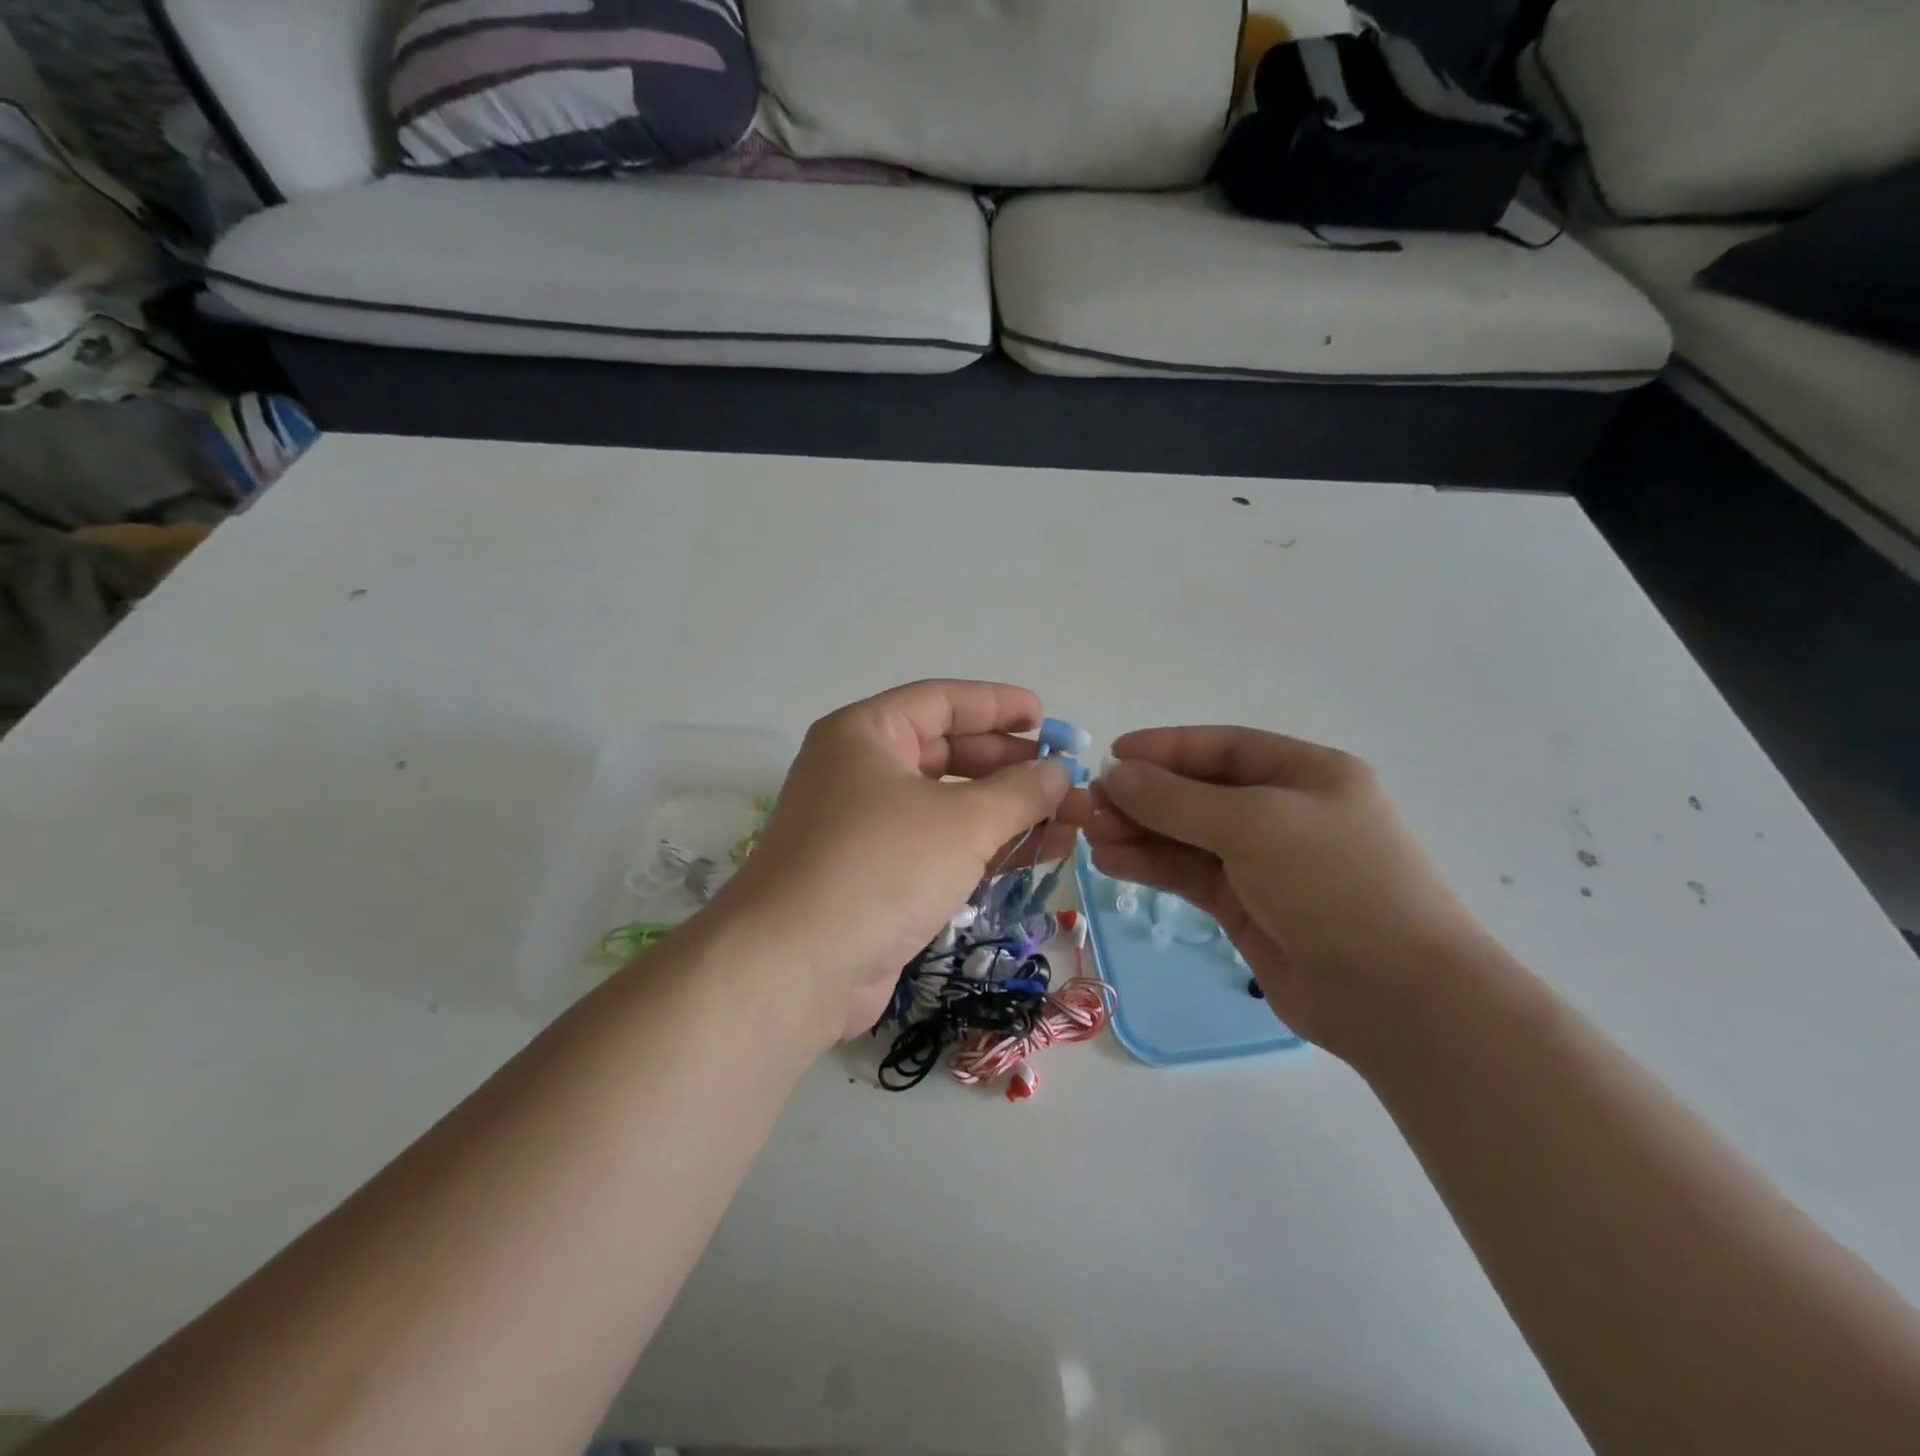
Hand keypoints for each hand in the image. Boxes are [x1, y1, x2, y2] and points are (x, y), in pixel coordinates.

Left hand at [715, 681, 1078, 1045]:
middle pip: (947, 752)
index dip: (998, 705)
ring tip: (1069, 820)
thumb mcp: (961, 821)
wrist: (795, 968)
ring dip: (1008, 812)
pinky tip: (1038, 854)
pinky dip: (986, 848)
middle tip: (1065, 776)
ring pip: (948, 805)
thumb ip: (1019, 792)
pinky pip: (941, 847)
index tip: (1048, 718)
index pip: (942, 702)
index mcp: (866, 734)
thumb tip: (1061, 772)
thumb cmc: (879, 867)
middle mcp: (860, 772)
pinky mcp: (877, 877)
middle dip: (1010, 764)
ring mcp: (866, 828)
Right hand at [1086, 727, 1491, 1063]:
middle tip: (1087, 804)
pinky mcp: (1248, 907)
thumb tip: (1116, 774)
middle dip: (1142, 796)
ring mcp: (1265, 863)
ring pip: (1187, 837)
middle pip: (1198, 793)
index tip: (1111, 755)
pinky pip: (1189, 875)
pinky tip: (1110, 862)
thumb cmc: (1333, 884)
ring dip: (1138, 832)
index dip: (1165, 748)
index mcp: (1305, 774)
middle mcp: (1284, 812)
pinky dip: (1151, 866)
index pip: (1222, 749)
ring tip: (1088, 834)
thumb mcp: (1253, 824)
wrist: (1396, 997)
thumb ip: (1177, 800)